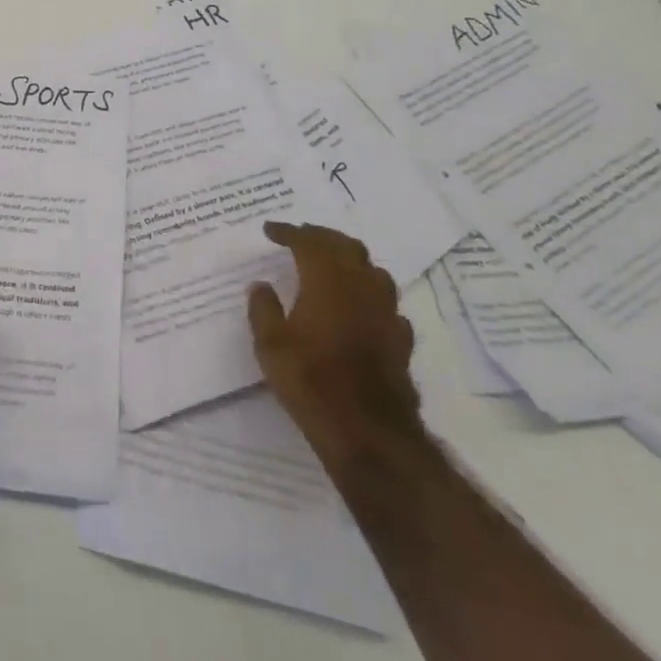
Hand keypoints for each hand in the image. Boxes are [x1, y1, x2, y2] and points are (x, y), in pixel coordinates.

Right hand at [248, 221, 426, 469]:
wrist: (368, 430)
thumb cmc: (311, 381)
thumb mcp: (270, 346)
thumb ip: (263, 310)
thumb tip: (261, 285)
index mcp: (326, 281)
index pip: (308, 242)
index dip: (289, 231)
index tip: (271, 230)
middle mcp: (360, 287)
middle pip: (346, 246)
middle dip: (322, 236)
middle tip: (301, 236)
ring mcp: (385, 312)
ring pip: (372, 269)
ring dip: (350, 259)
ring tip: (333, 264)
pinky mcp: (400, 337)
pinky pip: (385, 302)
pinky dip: (368, 293)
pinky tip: (360, 306)